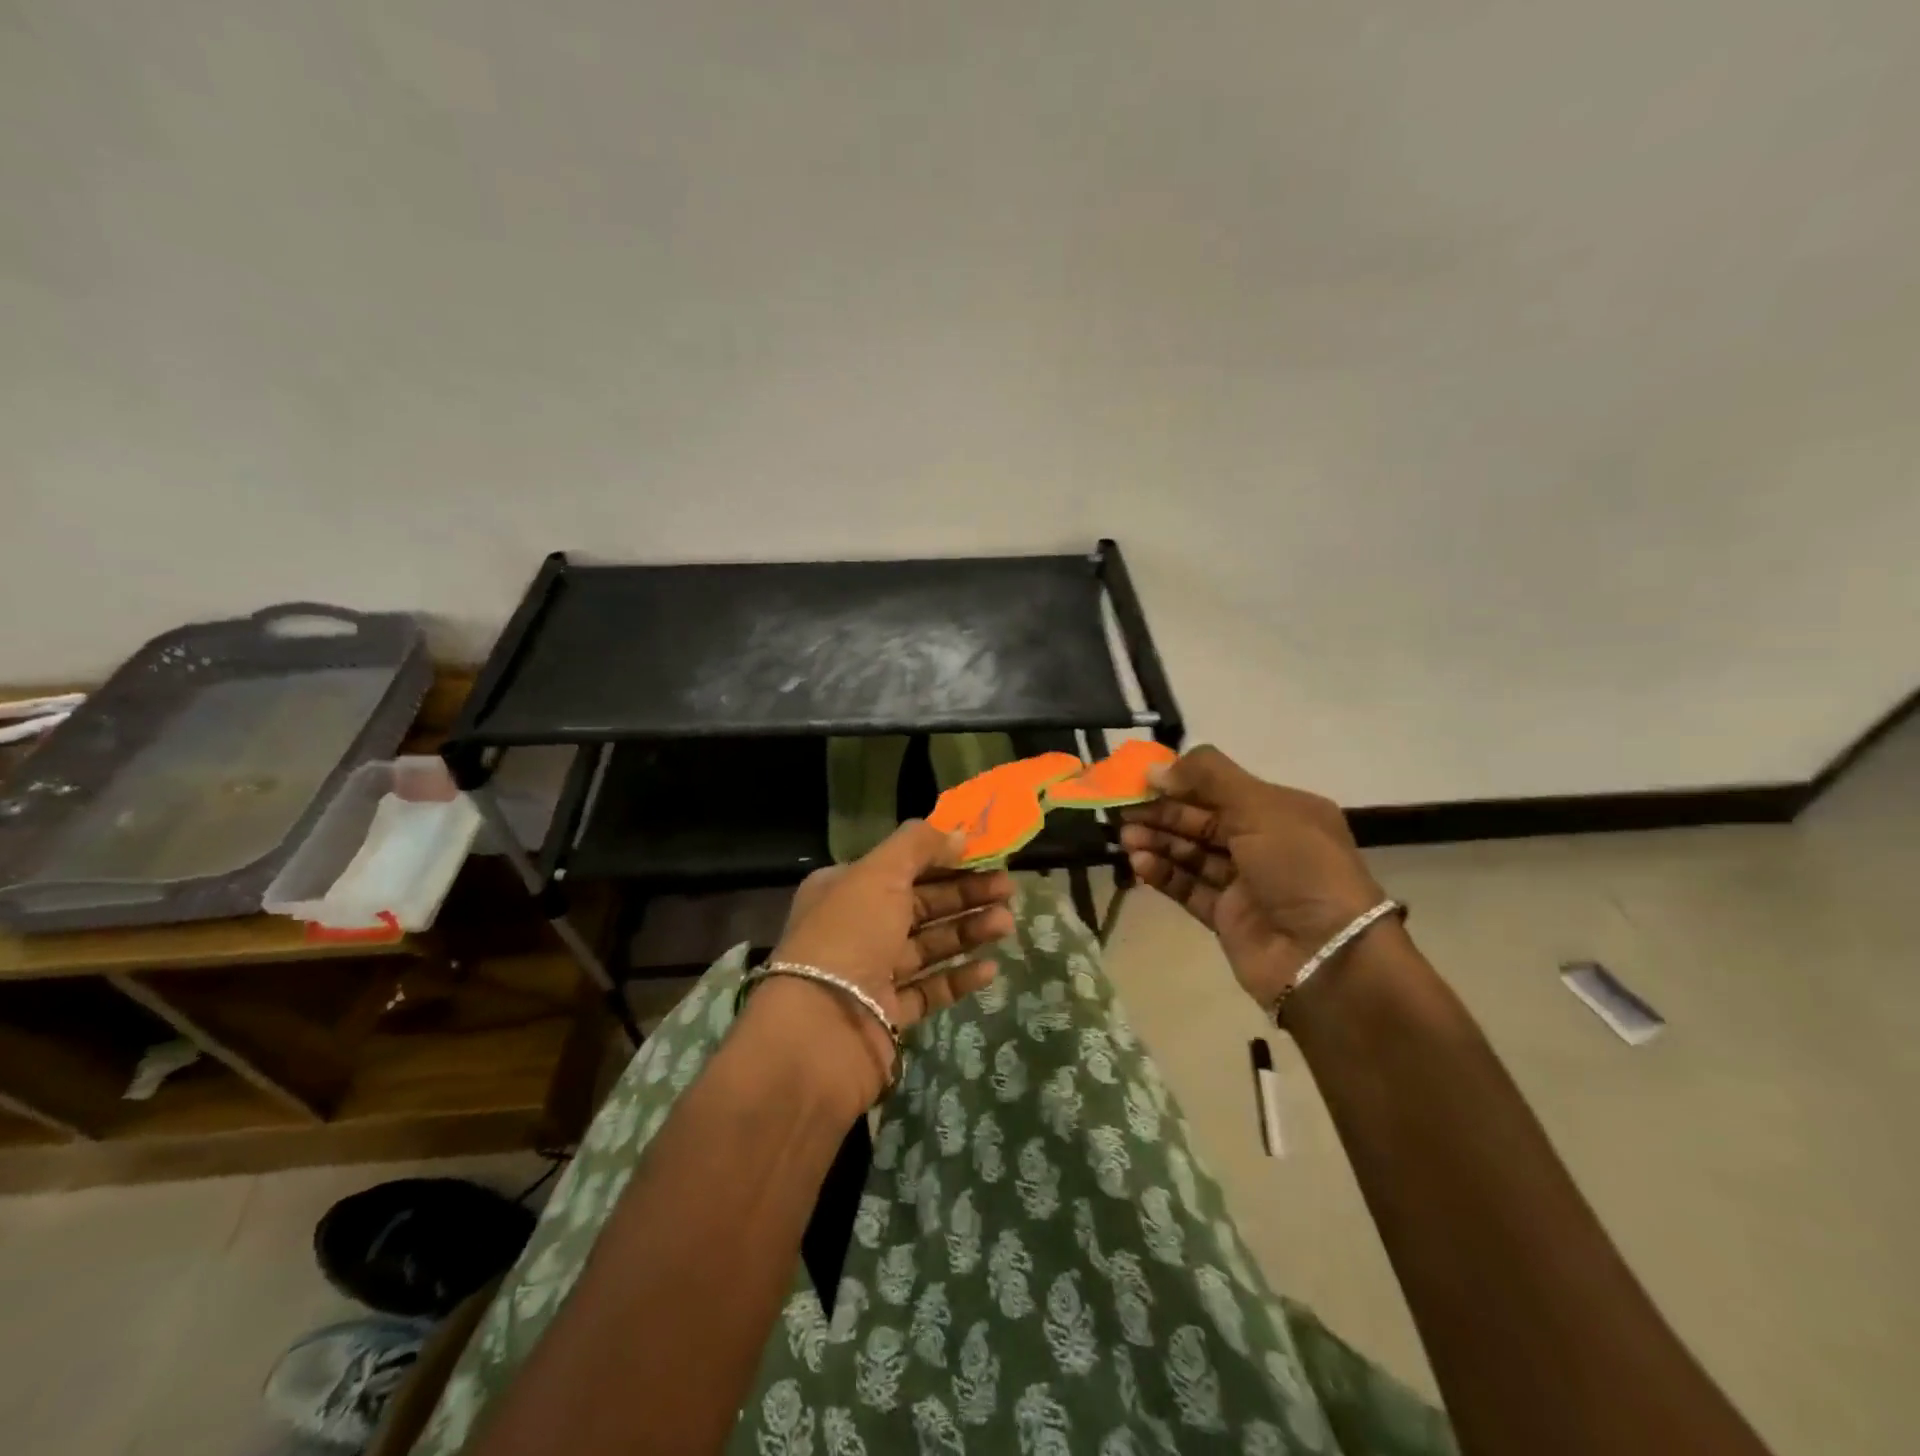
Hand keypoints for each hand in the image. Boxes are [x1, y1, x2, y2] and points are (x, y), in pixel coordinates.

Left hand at [749, 820, 1015, 1111]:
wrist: (820, 1033)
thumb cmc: (848, 937)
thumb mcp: (879, 874)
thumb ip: (919, 846)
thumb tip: (958, 833)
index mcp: (845, 889)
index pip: (902, 866)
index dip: (944, 858)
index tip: (985, 855)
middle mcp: (857, 928)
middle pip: (920, 905)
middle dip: (965, 894)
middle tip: (1009, 889)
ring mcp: (872, 974)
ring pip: (929, 945)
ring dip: (968, 931)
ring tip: (1007, 924)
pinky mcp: (888, 1015)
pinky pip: (930, 989)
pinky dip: (958, 977)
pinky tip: (990, 969)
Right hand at [1119, 746, 1387, 1011]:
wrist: (1326, 956)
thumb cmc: (1298, 866)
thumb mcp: (1260, 806)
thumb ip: (1207, 778)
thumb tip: (1155, 768)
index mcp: (1282, 811)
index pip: (1221, 788)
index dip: (1181, 782)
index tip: (1141, 781)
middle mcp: (1264, 843)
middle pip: (1202, 821)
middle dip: (1163, 814)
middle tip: (1123, 812)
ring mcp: (1245, 883)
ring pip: (1192, 854)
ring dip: (1158, 842)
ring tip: (1126, 838)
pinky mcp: (1227, 917)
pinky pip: (1189, 888)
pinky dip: (1164, 874)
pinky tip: (1139, 864)